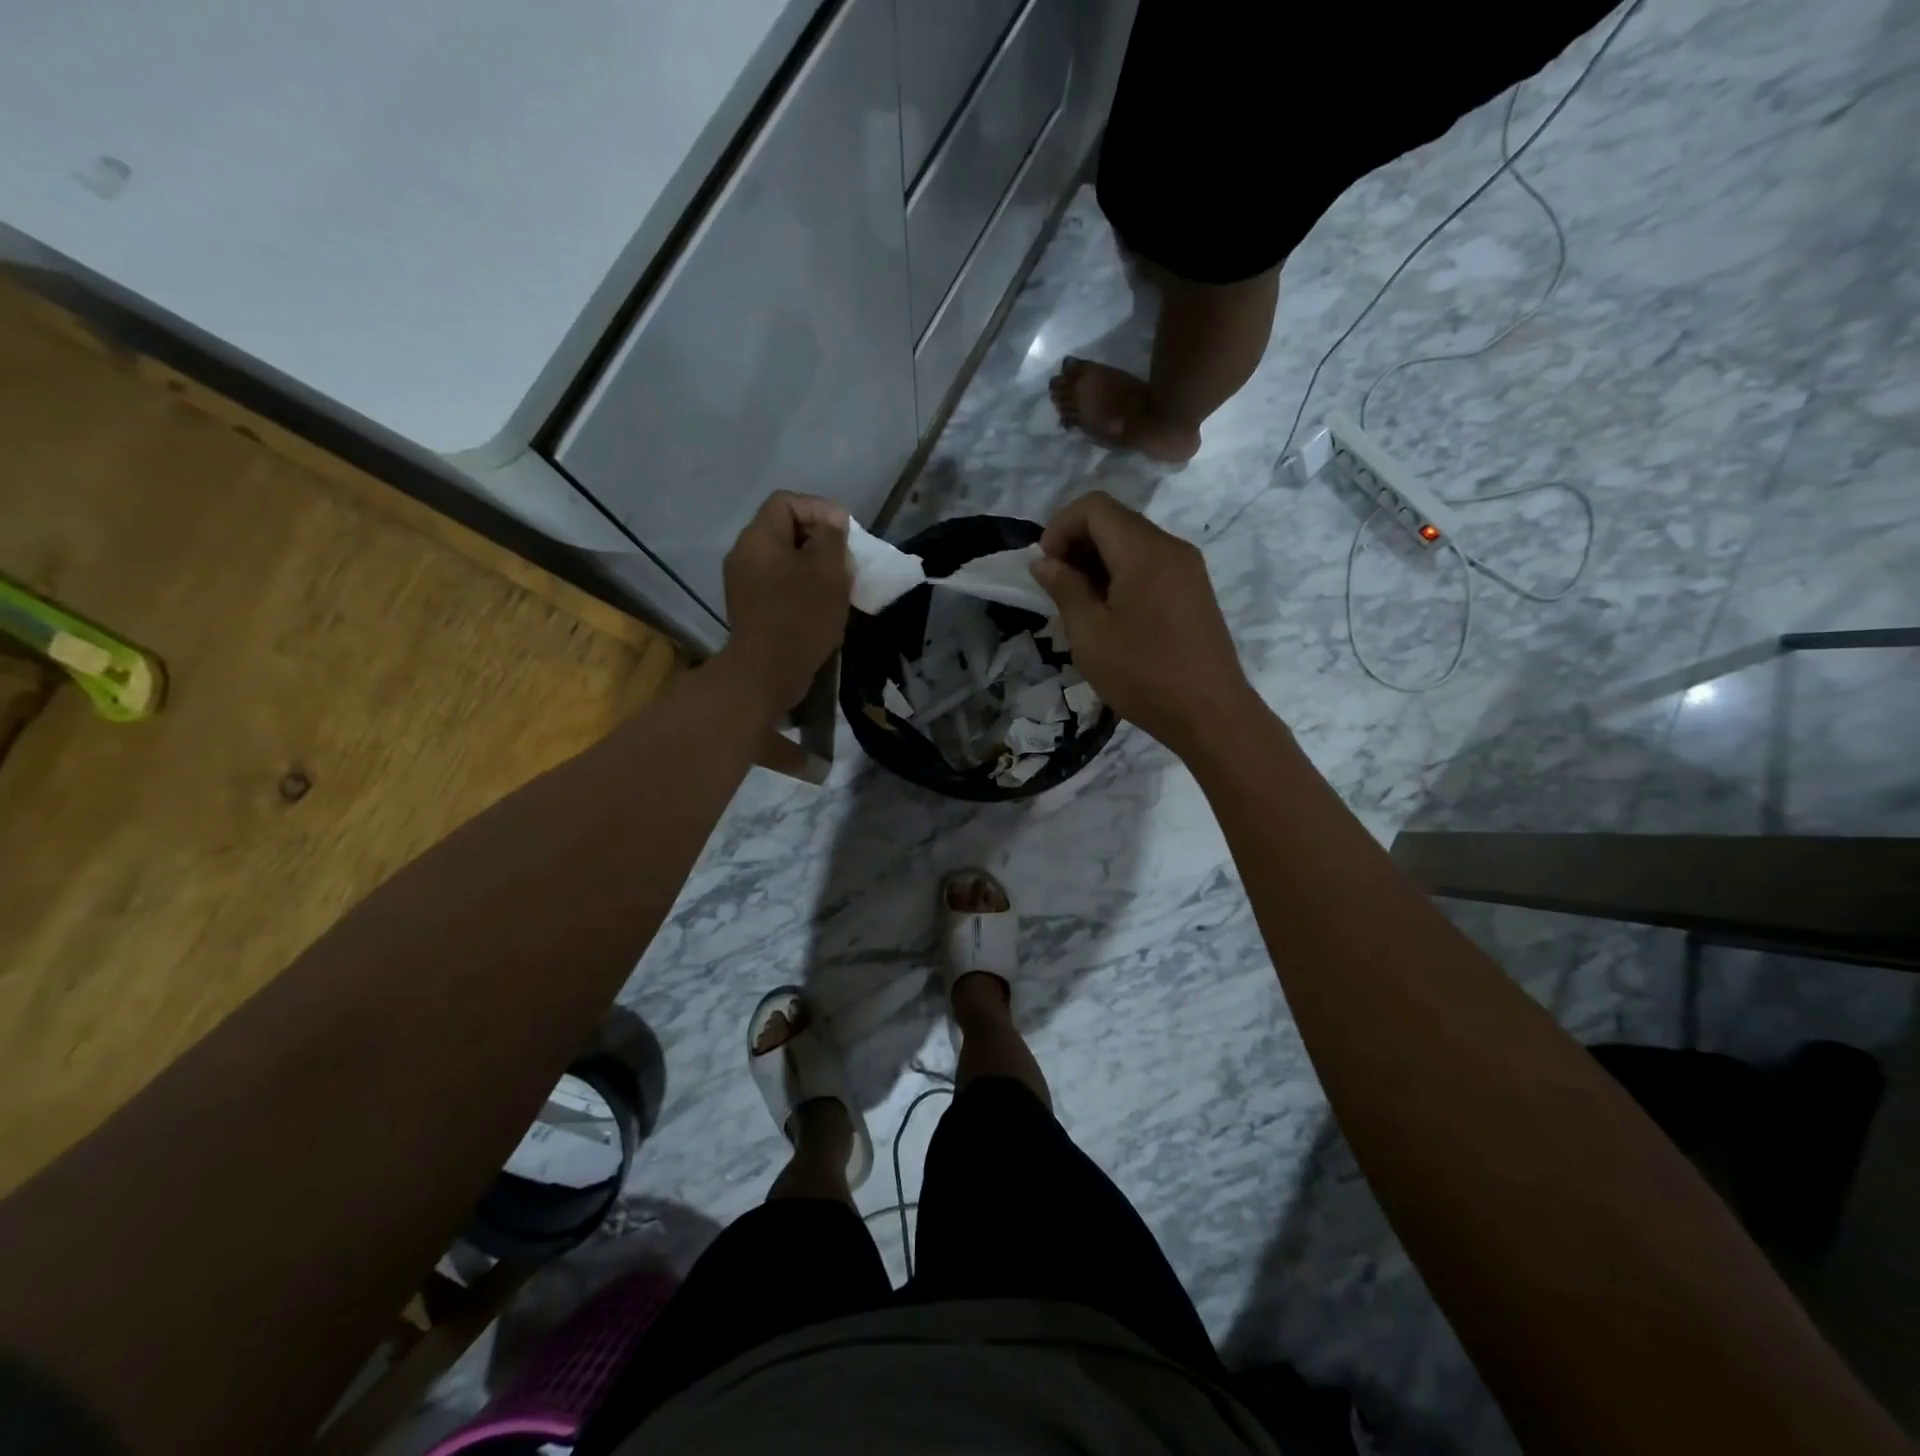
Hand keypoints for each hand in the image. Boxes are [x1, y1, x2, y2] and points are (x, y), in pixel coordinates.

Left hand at [718, 491, 850, 719]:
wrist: (767, 672)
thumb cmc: (801, 616)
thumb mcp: (828, 571)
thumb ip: (832, 537)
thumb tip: (832, 521)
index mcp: (759, 537)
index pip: (787, 501)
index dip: (819, 509)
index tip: (844, 533)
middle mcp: (744, 553)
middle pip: (783, 529)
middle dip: (818, 539)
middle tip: (844, 559)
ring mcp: (743, 582)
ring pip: (782, 559)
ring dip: (812, 566)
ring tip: (837, 583)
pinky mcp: (750, 607)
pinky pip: (777, 583)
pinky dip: (800, 586)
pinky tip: (820, 605)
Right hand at [1030, 491, 1255, 754]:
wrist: (1211, 714)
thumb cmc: (1144, 675)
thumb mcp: (1090, 635)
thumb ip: (1064, 589)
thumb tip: (1044, 561)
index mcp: (1145, 552)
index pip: (1094, 507)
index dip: (1060, 526)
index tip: (1044, 566)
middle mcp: (1171, 548)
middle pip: (1115, 521)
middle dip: (1077, 543)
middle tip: (1056, 588)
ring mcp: (1188, 569)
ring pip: (1132, 543)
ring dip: (1098, 562)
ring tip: (1079, 605)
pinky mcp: (1194, 590)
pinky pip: (1150, 565)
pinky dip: (1121, 575)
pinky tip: (1110, 614)